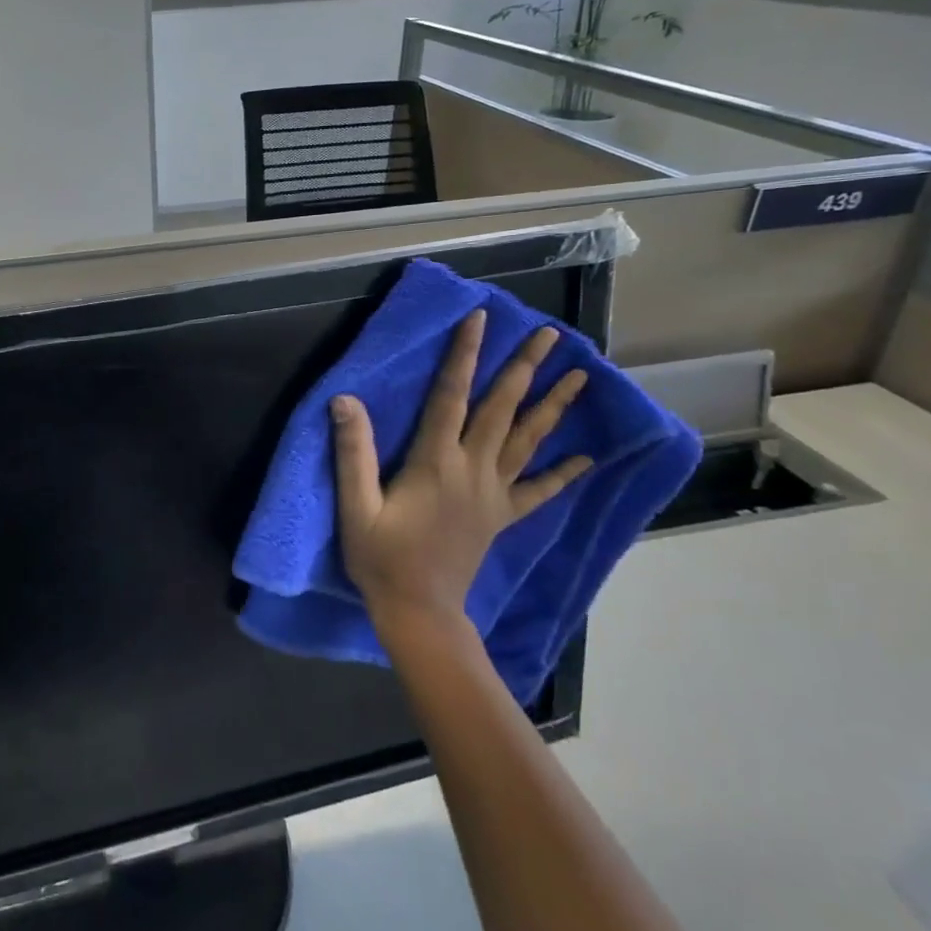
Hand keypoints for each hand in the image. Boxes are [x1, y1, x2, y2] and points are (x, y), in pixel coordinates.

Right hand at [330, 311, 590, 629]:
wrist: (419, 612)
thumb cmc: (381, 558)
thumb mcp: (356, 505)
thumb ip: (353, 452)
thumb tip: (345, 399)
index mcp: (435, 462)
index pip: (451, 395)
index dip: (464, 355)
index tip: (480, 319)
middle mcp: (472, 470)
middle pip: (502, 409)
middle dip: (524, 368)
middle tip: (550, 334)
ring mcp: (493, 495)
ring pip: (528, 441)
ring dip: (553, 406)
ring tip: (580, 376)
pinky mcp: (501, 517)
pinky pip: (538, 491)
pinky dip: (562, 473)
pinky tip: (585, 457)